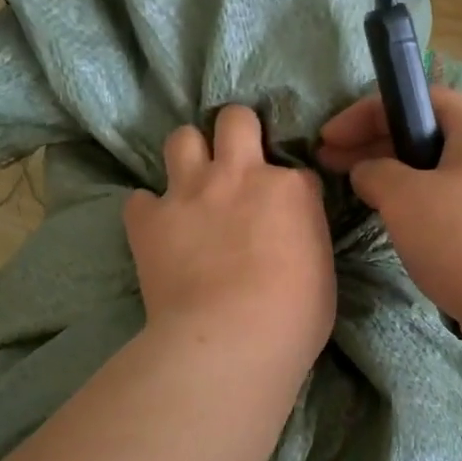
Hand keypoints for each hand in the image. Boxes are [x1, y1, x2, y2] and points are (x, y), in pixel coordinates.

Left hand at [126, 106, 335, 370]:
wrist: (230, 341)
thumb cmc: (293, 318)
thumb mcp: (321, 273)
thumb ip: (305, 239)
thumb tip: (290, 239)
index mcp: (290, 189)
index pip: (297, 171)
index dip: (291, 192)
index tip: (286, 215)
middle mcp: (239, 176)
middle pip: (235, 120)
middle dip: (237, 131)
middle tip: (237, 162)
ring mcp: (190, 193)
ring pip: (182, 138)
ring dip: (189, 156)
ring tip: (192, 184)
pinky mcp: (149, 219)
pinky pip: (139, 199)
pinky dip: (148, 212)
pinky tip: (156, 230)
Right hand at [318, 86, 461, 327]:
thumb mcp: (404, 197)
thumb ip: (375, 172)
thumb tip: (368, 173)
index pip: (419, 99)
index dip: (367, 111)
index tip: (329, 137)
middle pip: (426, 134)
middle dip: (374, 144)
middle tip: (330, 164)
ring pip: (435, 171)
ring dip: (392, 176)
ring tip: (356, 193)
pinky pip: (448, 202)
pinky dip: (415, 204)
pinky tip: (392, 222)